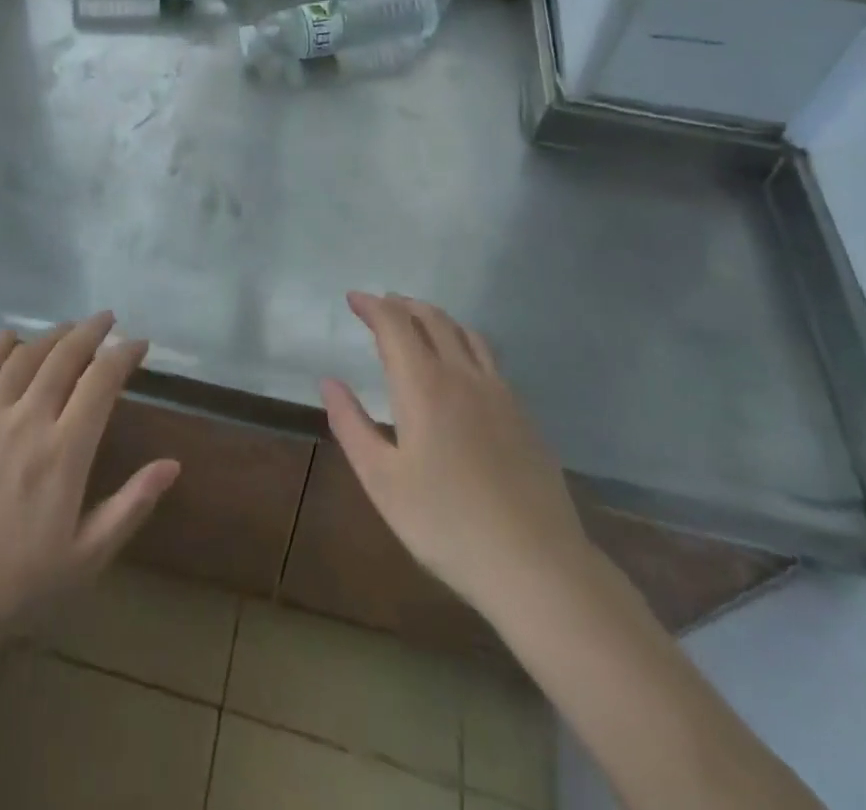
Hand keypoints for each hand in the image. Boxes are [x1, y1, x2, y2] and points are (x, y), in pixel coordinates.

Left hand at [0, 311, 178, 651]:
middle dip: (91, 331)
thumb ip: (131, 505)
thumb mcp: (86, 557)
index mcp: (65, 450)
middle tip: (107, 319)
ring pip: (25, 357)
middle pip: (65, 357)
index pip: (102, 381)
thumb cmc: (14, 586)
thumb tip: (172, 464)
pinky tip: (10, 337)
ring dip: (51, 336)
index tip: (139, 343)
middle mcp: (28, 419)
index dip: (124, 355)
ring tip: (68, 328)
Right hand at [321, 292, 591, 617]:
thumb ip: (351, 425)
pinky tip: (460, 364)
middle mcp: (463, 376)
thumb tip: (328, 382)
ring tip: (417, 321)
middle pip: (432, 319)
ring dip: (435, 317)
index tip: (353, 299)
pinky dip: (463, 341)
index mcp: (424, 386)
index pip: (395, 324)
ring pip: (465, 333)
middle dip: (402, 305)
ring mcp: (500, 393)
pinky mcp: (523, 414)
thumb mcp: (382, 481)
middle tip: (380, 304)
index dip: (372, 306)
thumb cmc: (447, 524)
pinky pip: (488, 357)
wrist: (537, 566)